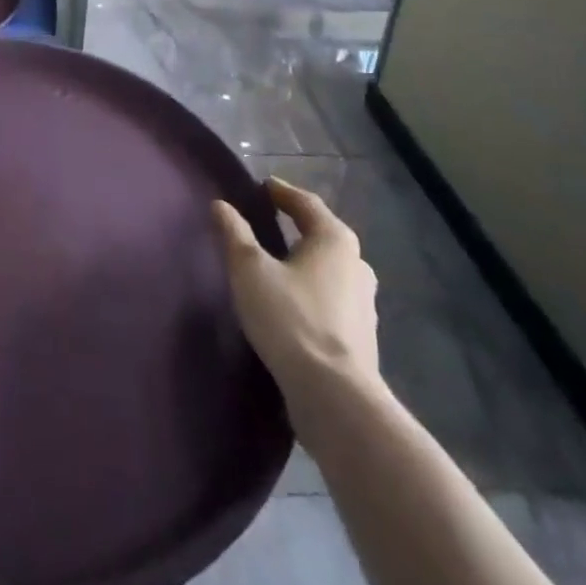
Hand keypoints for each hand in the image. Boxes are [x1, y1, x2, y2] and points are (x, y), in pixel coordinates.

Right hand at [213, 177, 382, 418]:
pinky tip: (295, 303)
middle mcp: (357, 264)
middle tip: (270, 221)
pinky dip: (313, 290)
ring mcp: (364, 303)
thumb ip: (235, 234)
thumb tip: (221, 205)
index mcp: (334, 240)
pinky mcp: (361, 336)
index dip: (282, 193)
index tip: (264, 187)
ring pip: (330, 269)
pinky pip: (332, 298)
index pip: (306, 204)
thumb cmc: (291, 319)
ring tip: (280, 262)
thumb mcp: (250, 270)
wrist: (335, 397)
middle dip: (298, 226)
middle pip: (323, 234)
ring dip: (307, 261)